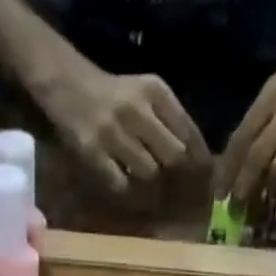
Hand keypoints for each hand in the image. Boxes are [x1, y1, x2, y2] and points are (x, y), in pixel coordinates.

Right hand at [40, 61, 209, 193]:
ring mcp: (114, 132)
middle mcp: (137, 109)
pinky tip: (124, 183)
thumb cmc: (115, 95)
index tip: (205, 177)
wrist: (69, 85)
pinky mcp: (94, 152)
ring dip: (149, 180)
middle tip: (174, 185)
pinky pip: (121, 184)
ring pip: (149, 172)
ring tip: (142, 177)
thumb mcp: (146, 94)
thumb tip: (197, 160)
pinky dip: (126, 190)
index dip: (199, 158)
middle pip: (173, 155)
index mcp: (155, 91)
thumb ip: (171, 120)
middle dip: (175, 172)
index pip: (188, 131)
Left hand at [220, 26, 275, 204]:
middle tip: (238, 208)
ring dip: (272, 191)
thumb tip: (243, 161)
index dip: (228, 169)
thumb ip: (267, 117)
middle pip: (258, 157)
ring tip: (269, 203)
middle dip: (244, 187)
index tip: (219, 193)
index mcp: (273, 91)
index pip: (242, 135)